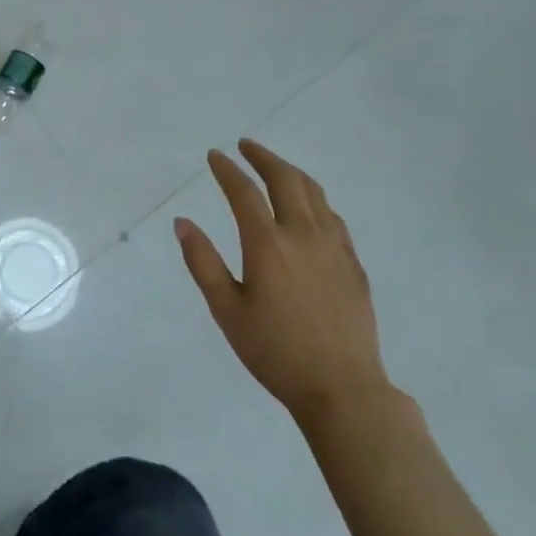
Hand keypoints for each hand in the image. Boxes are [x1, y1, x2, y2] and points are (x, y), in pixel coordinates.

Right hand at [174, 139, 389, 421]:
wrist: (343, 389)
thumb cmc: (275, 352)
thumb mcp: (227, 310)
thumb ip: (203, 262)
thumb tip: (182, 222)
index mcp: (268, 244)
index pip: (244, 192)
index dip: (227, 170)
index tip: (215, 155)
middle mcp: (303, 234)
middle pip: (285, 179)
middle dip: (263, 157)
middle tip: (245, 146)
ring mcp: (334, 247)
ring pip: (314, 193)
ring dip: (291, 172)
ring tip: (275, 167)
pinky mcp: (353, 263)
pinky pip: (332, 216)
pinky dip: (314, 198)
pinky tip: (308, 207)